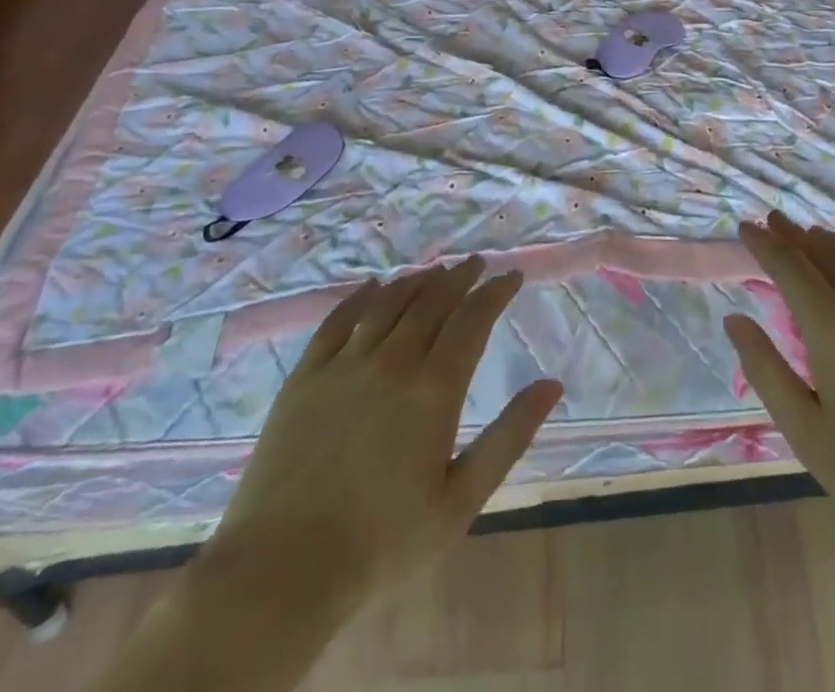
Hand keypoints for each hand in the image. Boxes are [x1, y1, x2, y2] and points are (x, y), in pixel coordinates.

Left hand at [196, 260, 562, 653]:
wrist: (282, 571)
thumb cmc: (382, 542)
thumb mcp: (460, 500)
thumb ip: (509, 437)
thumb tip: (552, 385)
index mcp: (434, 388)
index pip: (473, 319)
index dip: (495, 292)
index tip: (512, 276)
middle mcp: (393, 361)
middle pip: (433, 300)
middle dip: (460, 277)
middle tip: (476, 264)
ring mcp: (345, 364)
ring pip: (390, 302)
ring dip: (417, 280)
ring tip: (435, 271)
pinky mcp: (306, 376)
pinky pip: (338, 319)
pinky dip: (361, 296)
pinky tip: (373, 286)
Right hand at [723, 212, 834, 565]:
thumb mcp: (805, 431)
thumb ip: (765, 369)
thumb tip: (735, 320)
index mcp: (834, 328)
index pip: (790, 266)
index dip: (765, 244)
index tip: (745, 227)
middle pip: (826, 252)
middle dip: (794, 234)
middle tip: (773, 220)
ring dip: (831, 241)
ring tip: (811, 235)